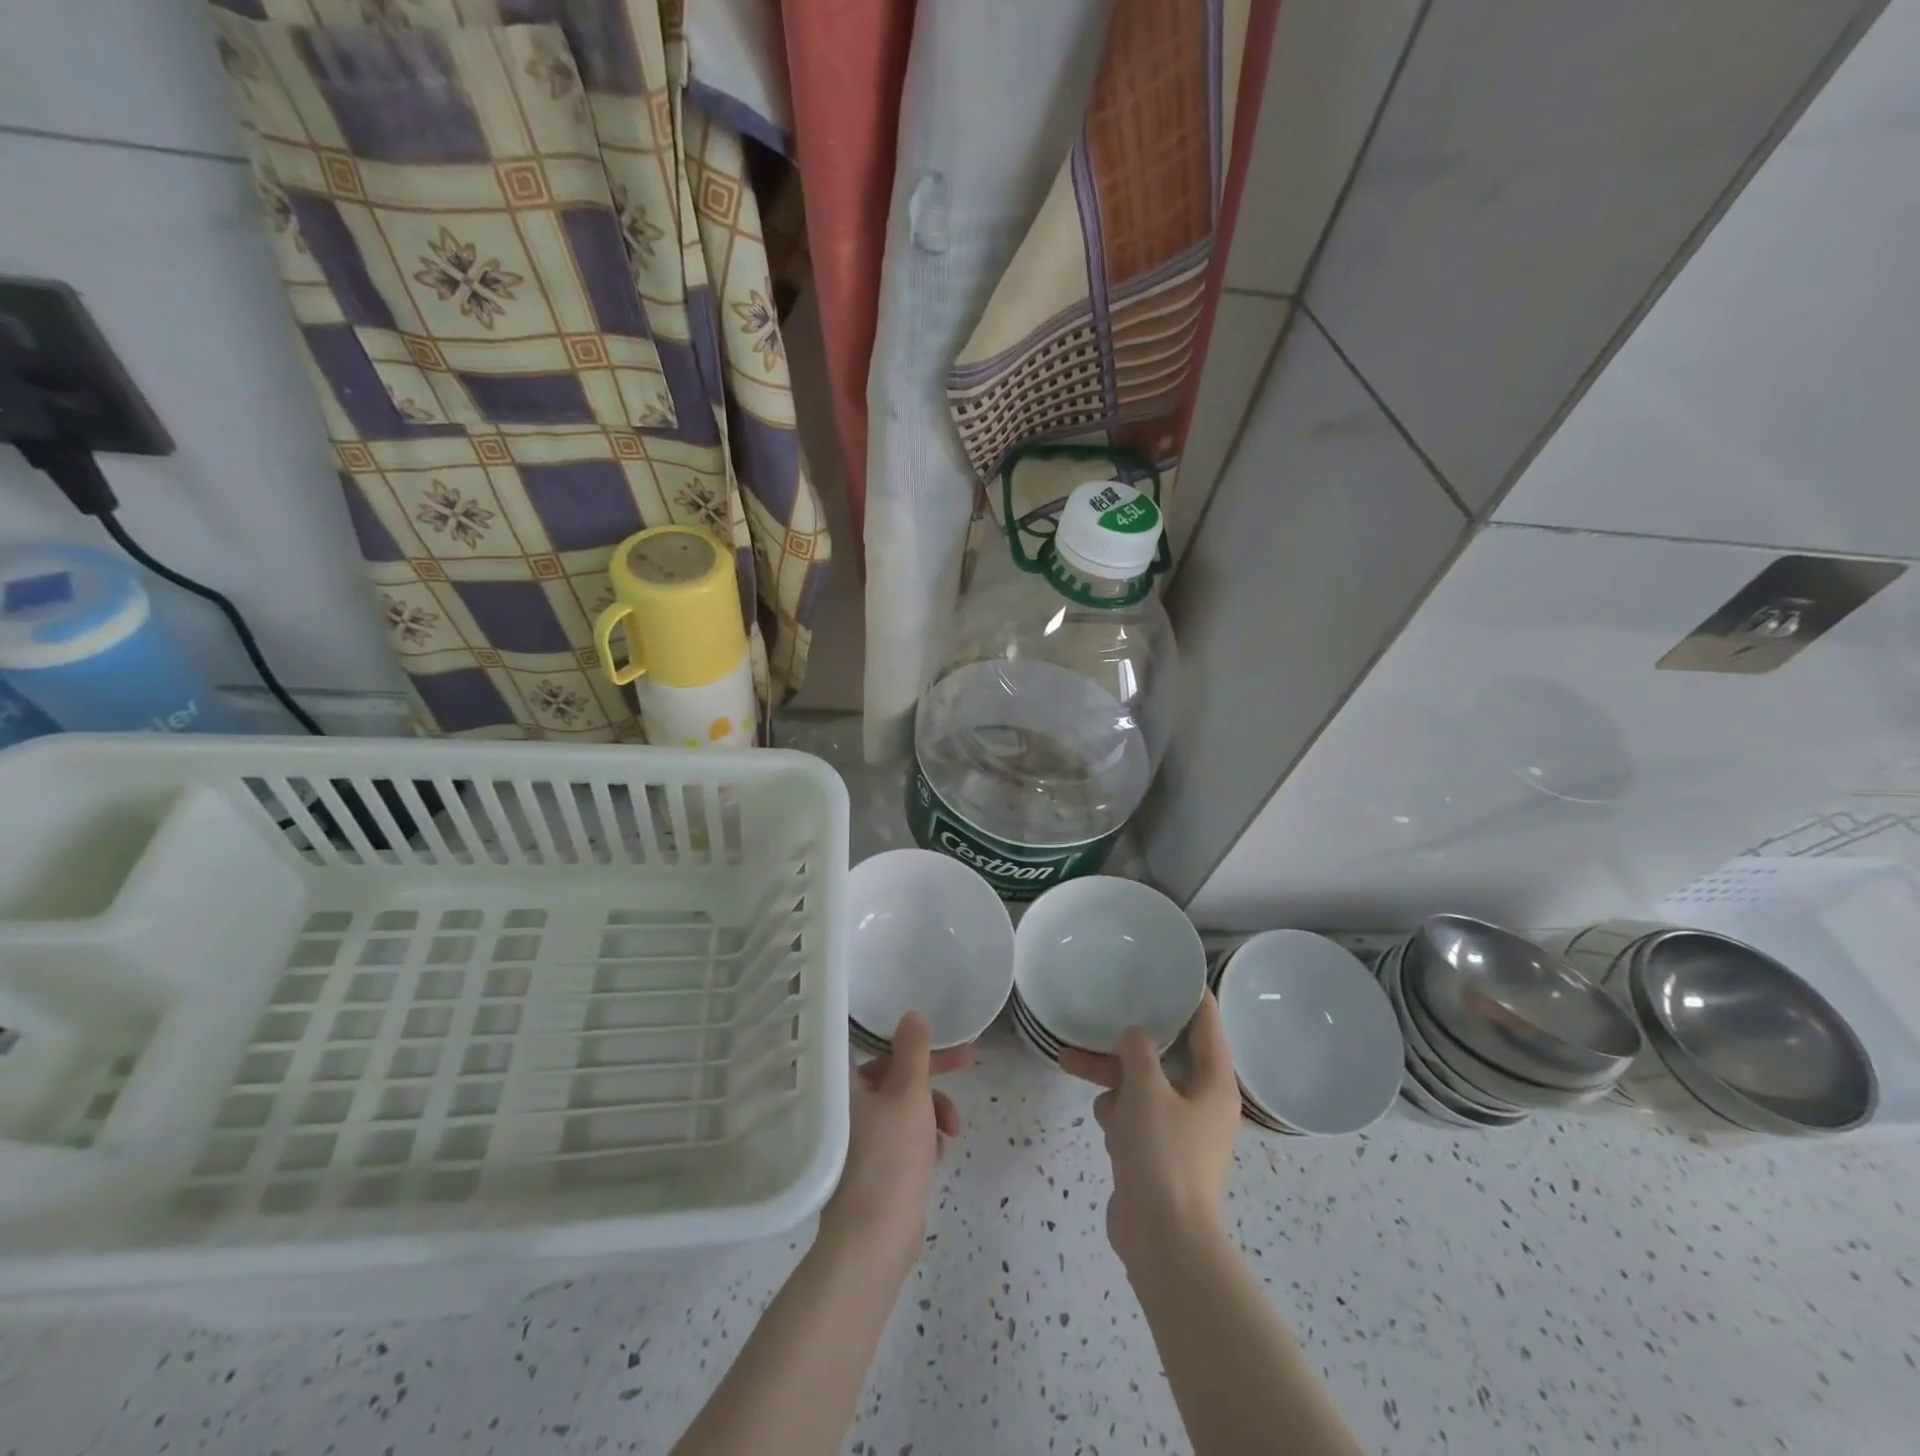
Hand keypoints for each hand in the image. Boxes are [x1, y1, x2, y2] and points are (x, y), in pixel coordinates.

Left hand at [820, 1013, 970, 1267]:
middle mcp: (848, 1107)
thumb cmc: (890, 1156)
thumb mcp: (909, 1094)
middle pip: (897, 1076)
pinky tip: (938, 1155)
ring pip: (904, 1108)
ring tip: (950, 1133)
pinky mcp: (874, 1169)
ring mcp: (859, 1140)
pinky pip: (904, 1138)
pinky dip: (923, 1140)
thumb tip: (912, 1014)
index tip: (948, 1040)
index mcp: (847, 1085)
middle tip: (969, 1066)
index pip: (882, 1047)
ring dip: (933, 1112)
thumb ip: (914, 1051)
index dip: (917, 1042)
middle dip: (933, 1077)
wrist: (873, 1241)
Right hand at [1059, 992, 1240, 1268]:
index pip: (1207, 1025)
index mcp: (1214, 1083)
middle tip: (1102, 1015)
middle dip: (1126, 1042)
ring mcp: (1179, 1130)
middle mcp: (1201, 1101)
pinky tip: (1104, 1124)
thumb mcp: (1147, 1090)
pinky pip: (1134, 1116)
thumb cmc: (1164, 1155)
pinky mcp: (1157, 1153)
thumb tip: (1134, 1035)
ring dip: (1111, 1077)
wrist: (1163, 1240)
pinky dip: (1117, 1114)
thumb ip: (1138, 1051)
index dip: (1190, 995)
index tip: (1170, 969)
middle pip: (1163, 1055)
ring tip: (1070, 1062)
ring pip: (1141, 1085)